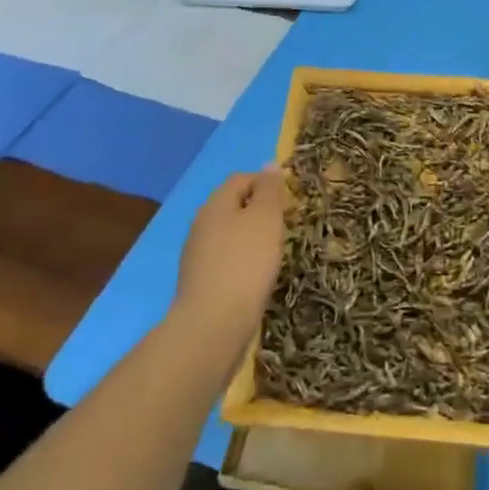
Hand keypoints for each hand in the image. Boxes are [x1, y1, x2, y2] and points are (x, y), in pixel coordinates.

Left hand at [171, 165, 289, 350]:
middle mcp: (202, 224)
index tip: (290, 200)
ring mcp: (198, 255)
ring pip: (229, 234)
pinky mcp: (201, 283)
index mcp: (216, 204)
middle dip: (259, 211)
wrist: (213, 325)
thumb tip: (269, 164)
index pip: (241, 179)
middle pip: (233, 206)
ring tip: (275, 253)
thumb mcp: (266, 219)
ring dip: (251, 238)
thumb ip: (269, 190)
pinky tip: (257, 278)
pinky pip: (226, 261)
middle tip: (286, 226)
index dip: (266, 183)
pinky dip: (243, 262)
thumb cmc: (246, 263)